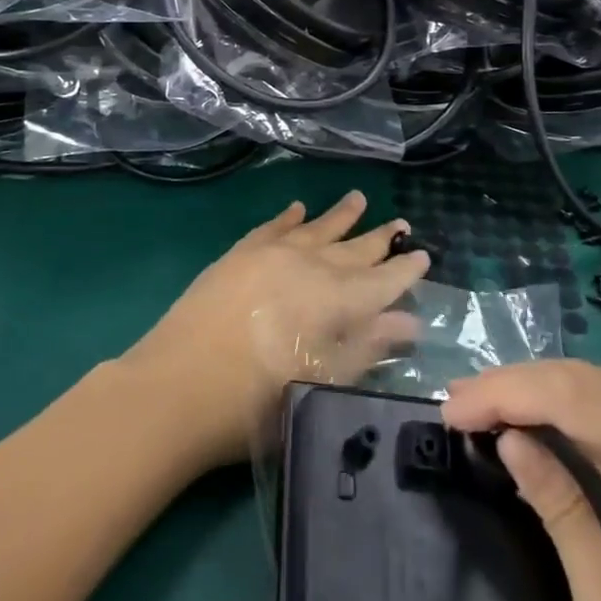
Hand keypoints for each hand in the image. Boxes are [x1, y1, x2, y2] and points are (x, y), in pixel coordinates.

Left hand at [123, 191, 429, 469]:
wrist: (177, 386)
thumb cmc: (257, 401)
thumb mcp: (325, 382)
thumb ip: (368, 347)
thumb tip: (408, 321)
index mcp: (336, 299)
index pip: (382, 280)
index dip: (405, 270)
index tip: (423, 255)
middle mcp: (309, 266)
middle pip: (353, 249)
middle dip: (379, 239)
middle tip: (401, 224)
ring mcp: (272, 254)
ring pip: (316, 228)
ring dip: (340, 216)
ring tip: (359, 199)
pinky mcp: (239, 254)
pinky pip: (273, 227)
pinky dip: (288, 217)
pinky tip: (298, 209)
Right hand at [443, 361, 600, 600]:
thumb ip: (568, 524)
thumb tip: (515, 441)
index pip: (576, 399)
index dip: (507, 390)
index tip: (453, 412)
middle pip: (596, 381)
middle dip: (522, 380)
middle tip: (463, 405)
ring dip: (554, 387)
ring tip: (499, 409)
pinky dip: (589, 408)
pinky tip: (562, 433)